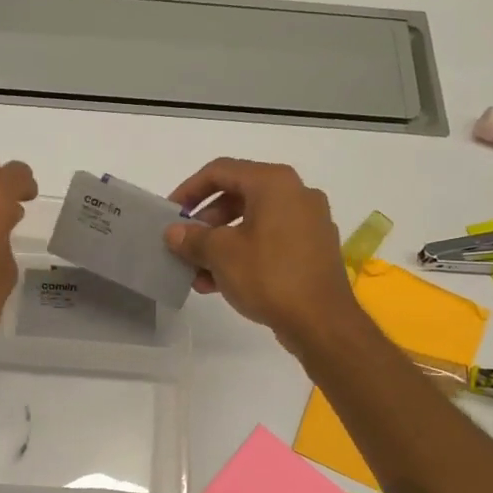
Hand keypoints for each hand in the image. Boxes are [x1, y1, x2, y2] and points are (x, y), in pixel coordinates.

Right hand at [163, 158, 361, 351]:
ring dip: (221, 244)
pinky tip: (220, 283)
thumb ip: (193, 238)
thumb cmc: (269, 276)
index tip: (171, 214)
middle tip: (185, 244)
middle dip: (206, 222)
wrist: (322, 322)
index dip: (189, 190)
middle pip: (238, 196)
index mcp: (274, 183)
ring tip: (198, 272)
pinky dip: (244, 255)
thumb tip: (174, 232)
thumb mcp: (221, 254)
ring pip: (253, 223)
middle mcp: (296, 194)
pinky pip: (270, 242)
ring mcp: (309, 222)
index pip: (221, 171)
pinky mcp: (313, 250)